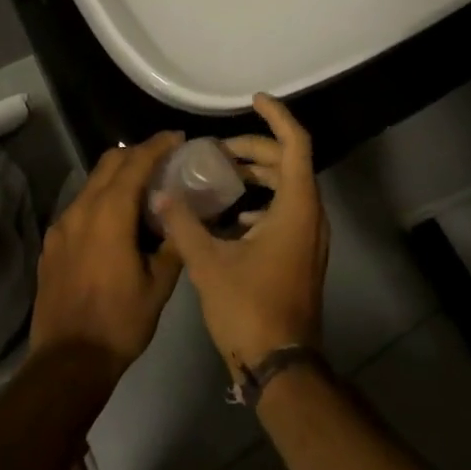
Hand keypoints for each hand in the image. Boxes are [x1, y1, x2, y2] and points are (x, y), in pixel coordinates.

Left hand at [31, 132, 184, 376]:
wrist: (67, 364)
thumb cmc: (120, 322)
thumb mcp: (159, 284)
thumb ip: (172, 241)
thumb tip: (181, 215)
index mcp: (110, 213)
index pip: (136, 162)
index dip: (158, 145)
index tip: (178, 138)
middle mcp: (82, 209)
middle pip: (110, 162)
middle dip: (137, 152)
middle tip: (163, 159)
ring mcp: (62, 226)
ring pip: (93, 182)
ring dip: (118, 175)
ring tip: (142, 188)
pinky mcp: (52, 243)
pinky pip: (80, 206)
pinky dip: (101, 199)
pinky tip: (115, 221)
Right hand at [156, 96, 327, 377]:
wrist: (283, 369)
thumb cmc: (251, 309)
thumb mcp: (209, 264)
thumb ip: (184, 224)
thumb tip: (160, 194)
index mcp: (297, 206)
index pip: (295, 143)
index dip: (276, 116)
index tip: (254, 100)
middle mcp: (310, 214)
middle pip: (289, 162)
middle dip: (255, 149)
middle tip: (218, 151)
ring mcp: (309, 237)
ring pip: (288, 188)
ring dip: (258, 176)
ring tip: (221, 176)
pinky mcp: (302, 255)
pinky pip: (286, 211)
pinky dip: (262, 203)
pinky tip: (231, 218)